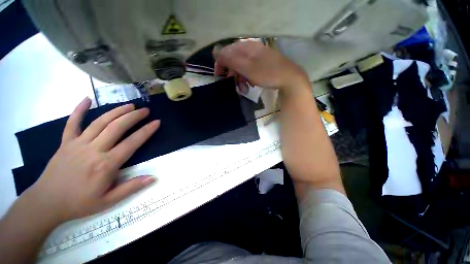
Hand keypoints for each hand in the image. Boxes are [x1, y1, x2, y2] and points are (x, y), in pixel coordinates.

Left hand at [27, 97, 159, 223]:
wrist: (47, 203)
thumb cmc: (79, 203)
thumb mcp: (109, 201)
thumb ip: (131, 187)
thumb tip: (153, 178)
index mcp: (106, 164)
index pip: (132, 143)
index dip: (146, 131)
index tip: (156, 122)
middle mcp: (94, 150)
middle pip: (116, 127)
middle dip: (133, 116)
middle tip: (145, 110)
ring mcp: (78, 144)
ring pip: (100, 122)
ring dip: (116, 111)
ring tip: (130, 105)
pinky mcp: (66, 142)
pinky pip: (72, 123)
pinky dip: (79, 109)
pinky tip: (87, 99)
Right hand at [213, 41, 308, 94]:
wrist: (289, 79)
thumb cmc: (267, 73)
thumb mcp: (247, 68)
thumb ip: (231, 59)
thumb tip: (215, 51)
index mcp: (246, 47)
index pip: (227, 52)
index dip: (221, 64)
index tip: (219, 76)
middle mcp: (251, 49)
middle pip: (235, 61)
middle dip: (233, 75)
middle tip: (234, 86)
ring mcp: (257, 57)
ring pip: (242, 67)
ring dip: (240, 79)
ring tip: (244, 89)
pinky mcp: (262, 64)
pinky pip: (249, 70)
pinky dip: (247, 79)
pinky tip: (250, 85)